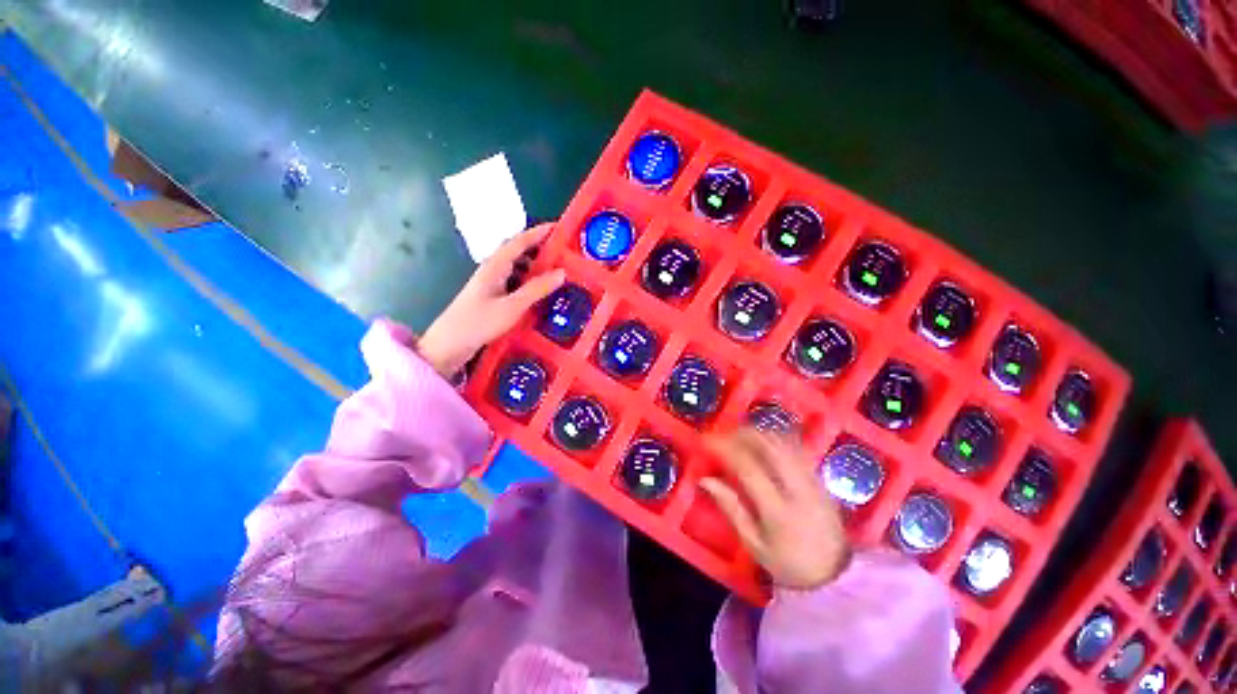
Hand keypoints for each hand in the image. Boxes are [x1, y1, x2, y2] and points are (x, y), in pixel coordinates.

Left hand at [419, 223, 565, 377]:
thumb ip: (537, 289)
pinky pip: (514, 282)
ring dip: (534, 266)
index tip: (557, 227)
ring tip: (555, 272)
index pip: (519, 242)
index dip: (538, 233)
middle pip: (517, 252)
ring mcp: (491, 284)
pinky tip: (538, 292)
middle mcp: (492, 270)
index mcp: (495, 266)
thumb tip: (562, 272)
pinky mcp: (491, 298)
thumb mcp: (512, 306)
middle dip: (539, 249)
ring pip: (516, 268)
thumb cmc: (479, 322)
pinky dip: (528, 282)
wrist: (448, 345)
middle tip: (562, 252)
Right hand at [701, 429, 849, 590]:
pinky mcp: (819, 476)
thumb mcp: (754, 544)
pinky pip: (795, 446)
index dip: (724, 449)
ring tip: (738, 437)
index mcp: (778, 510)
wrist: (837, 575)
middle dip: (741, 433)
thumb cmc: (789, 563)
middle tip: (722, 435)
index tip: (706, 441)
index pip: (748, 467)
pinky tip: (762, 443)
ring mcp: (812, 479)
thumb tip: (705, 480)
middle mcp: (798, 488)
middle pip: (769, 445)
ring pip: (783, 441)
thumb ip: (730, 508)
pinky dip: (774, 438)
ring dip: (757, 432)